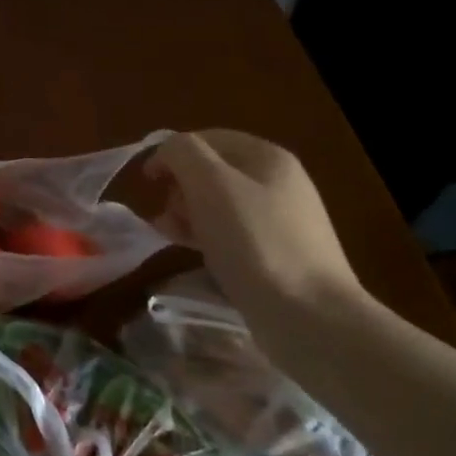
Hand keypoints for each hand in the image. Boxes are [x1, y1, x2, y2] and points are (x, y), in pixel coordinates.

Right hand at [147, 130, 368, 350]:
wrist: (309, 317)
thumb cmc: (254, 242)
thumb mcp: (210, 184)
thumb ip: (182, 153)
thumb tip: (166, 151)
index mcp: (268, 158)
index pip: (207, 138)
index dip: (172, 153)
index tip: (146, 180)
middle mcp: (278, 183)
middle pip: (213, 171)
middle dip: (179, 186)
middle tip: (163, 211)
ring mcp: (280, 221)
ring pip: (218, 204)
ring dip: (186, 212)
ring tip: (167, 233)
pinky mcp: (276, 255)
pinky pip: (230, 233)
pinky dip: (204, 235)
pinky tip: (188, 250)